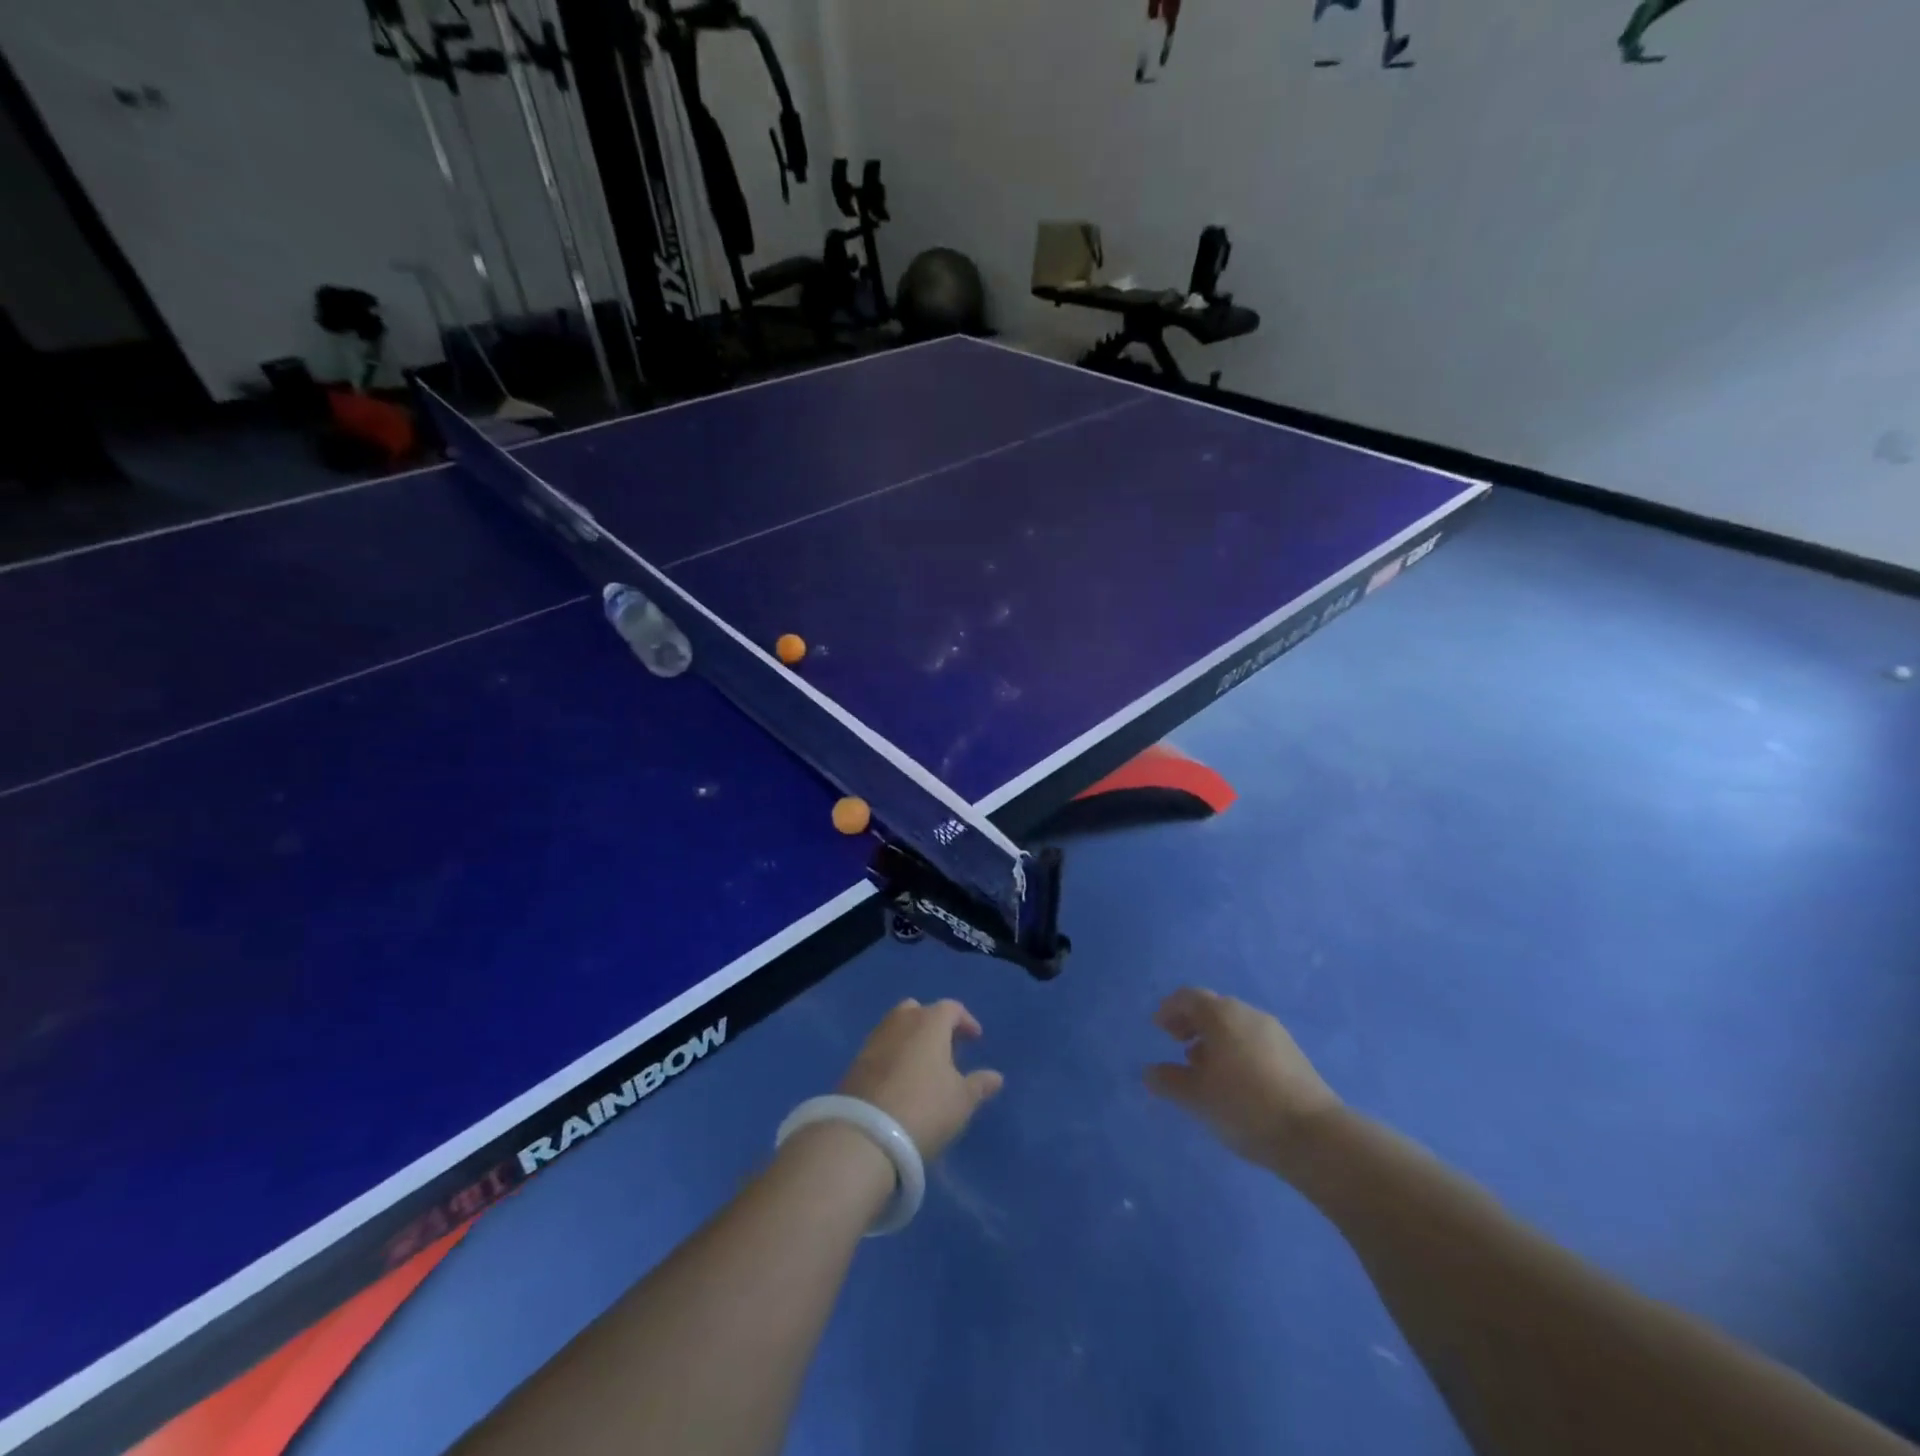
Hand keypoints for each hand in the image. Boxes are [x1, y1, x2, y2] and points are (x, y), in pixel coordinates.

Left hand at [838, 998, 1003, 1158]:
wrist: (865, 1134)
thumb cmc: (925, 1108)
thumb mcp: (961, 1101)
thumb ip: (979, 1085)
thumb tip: (996, 1076)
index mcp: (929, 1022)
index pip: (951, 1008)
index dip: (965, 1022)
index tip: (975, 1039)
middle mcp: (900, 1022)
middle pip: (918, 1011)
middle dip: (933, 1024)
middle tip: (946, 1048)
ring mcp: (874, 1040)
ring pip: (896, 1028)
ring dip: (911, 1040)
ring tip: (923, 1067)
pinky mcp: (855, 1062)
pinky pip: (881, 1049)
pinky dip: (893, 1056)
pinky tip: (900, 1081)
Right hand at [1145, 988, 1341, 1173]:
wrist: (1314, 1136)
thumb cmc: (1244, 1107)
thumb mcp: (1196, 1097)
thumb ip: (1168, 1080)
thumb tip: (1150, 1071)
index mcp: (1221, 1014)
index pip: (1188, 997)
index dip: (1169, 1009)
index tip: (1158, 1028)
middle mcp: (1247, 1014)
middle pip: (1212, 1007)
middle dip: (1191, 1022)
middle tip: (1176, 1044)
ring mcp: (1274, 1032)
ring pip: (1234, 1024)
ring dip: (1213, 1038)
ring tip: (1203, 1067)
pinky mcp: (1292, 1054)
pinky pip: (1253, 1040)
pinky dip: (1235, 1049)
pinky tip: (1234, 1079)